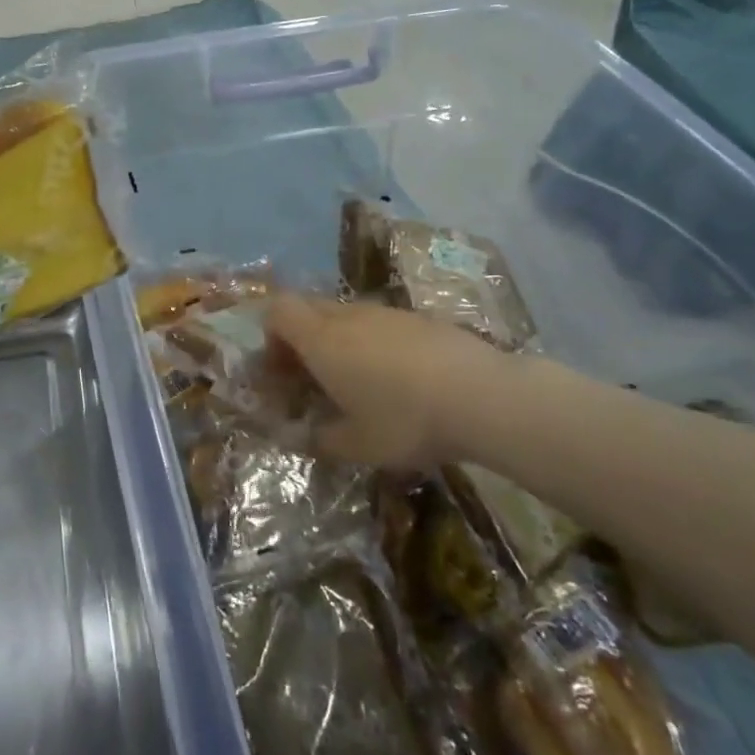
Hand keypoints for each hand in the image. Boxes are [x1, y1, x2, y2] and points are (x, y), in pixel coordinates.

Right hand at [266, 295, 501, 468]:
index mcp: (321, 340)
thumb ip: (321, 439)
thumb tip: (305, 437)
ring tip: (357, 382)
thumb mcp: (357, 445)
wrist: (483, 396)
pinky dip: (374, 343)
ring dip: (338, 341)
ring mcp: (386, 313)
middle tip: (312, 378)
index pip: (277, 311)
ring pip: (346, 316)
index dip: (270, 337)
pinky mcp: (419, 319)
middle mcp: (348, 317)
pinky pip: (380, 323)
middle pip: (308, 309)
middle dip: (300, 339)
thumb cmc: (405, 420)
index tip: (282, 371)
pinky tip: (398, 379)